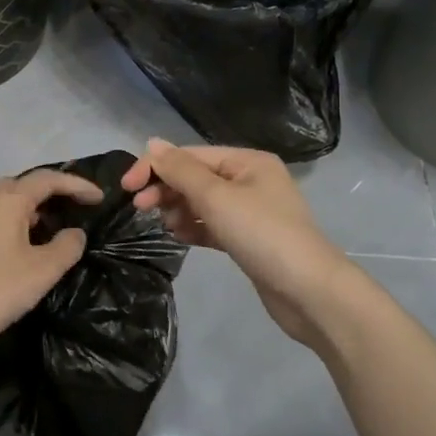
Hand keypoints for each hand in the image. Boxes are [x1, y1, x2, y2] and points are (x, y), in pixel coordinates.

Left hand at [0, 168, 103, 360]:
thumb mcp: (42, 270)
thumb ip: (66, 246)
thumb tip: (75, 233)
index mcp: (8, 198)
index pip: (49, 180)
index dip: (77, 185)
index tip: (100, 198)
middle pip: (25, 184)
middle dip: (53, 191)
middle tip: (77, 205)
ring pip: (9, 201)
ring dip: (34, 207)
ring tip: (57, 224)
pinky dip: (18, 221)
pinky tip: (27, 243)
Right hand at [121, 139, 352, 344]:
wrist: (309, 292)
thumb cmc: (262, 234)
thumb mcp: (216, 197)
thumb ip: (181, 170)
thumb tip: (152, 143)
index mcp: (248, 161)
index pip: (191, 155)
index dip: (156, 166)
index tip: (127, 187)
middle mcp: (251, 180)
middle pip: (196, 177)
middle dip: (167, 189)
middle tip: (140, 208)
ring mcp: (251, 212)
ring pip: (202, 202)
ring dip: (178, 209)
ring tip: (164, 225)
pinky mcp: (249, 240)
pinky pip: (212, 225)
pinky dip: (194, 228)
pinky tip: (178, 236)